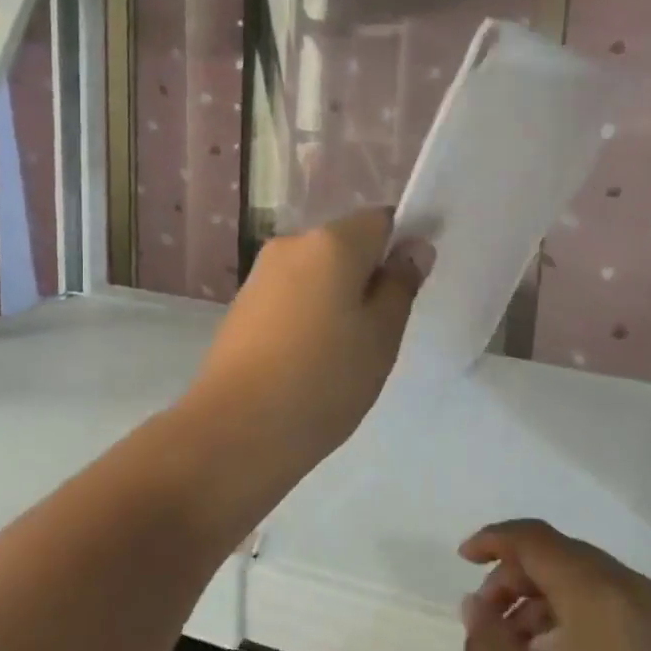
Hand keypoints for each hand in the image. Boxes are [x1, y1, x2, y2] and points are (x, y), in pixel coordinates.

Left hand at [178, 208, 429, 514]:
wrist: (236, 431)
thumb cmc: (324, 380)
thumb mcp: (381, 336)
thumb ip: (401, 285)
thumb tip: (414, 247)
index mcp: (331, 243)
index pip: (382, 220)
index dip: (402, 246)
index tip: (410, 288)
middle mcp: (292, 245)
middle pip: (346, 245)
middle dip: (368, 277)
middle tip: (381, 331)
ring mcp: (260, 275)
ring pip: (317, 273)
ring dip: (337, 298)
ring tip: (343, 353)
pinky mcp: (242, 306)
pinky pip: (291, 296)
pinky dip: (308, 315)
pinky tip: (309, 359)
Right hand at [459, 520, 650, 650]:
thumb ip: (490, 649)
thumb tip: (476, 605)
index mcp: (600, 596)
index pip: (536, 539)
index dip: (493, 540)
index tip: (460, 561)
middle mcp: (635, 592)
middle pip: (561, 555)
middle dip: (514, 576)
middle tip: (486, 622)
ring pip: (587, 581)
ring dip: (542, 599)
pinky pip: (612, 607)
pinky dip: (573, 617)